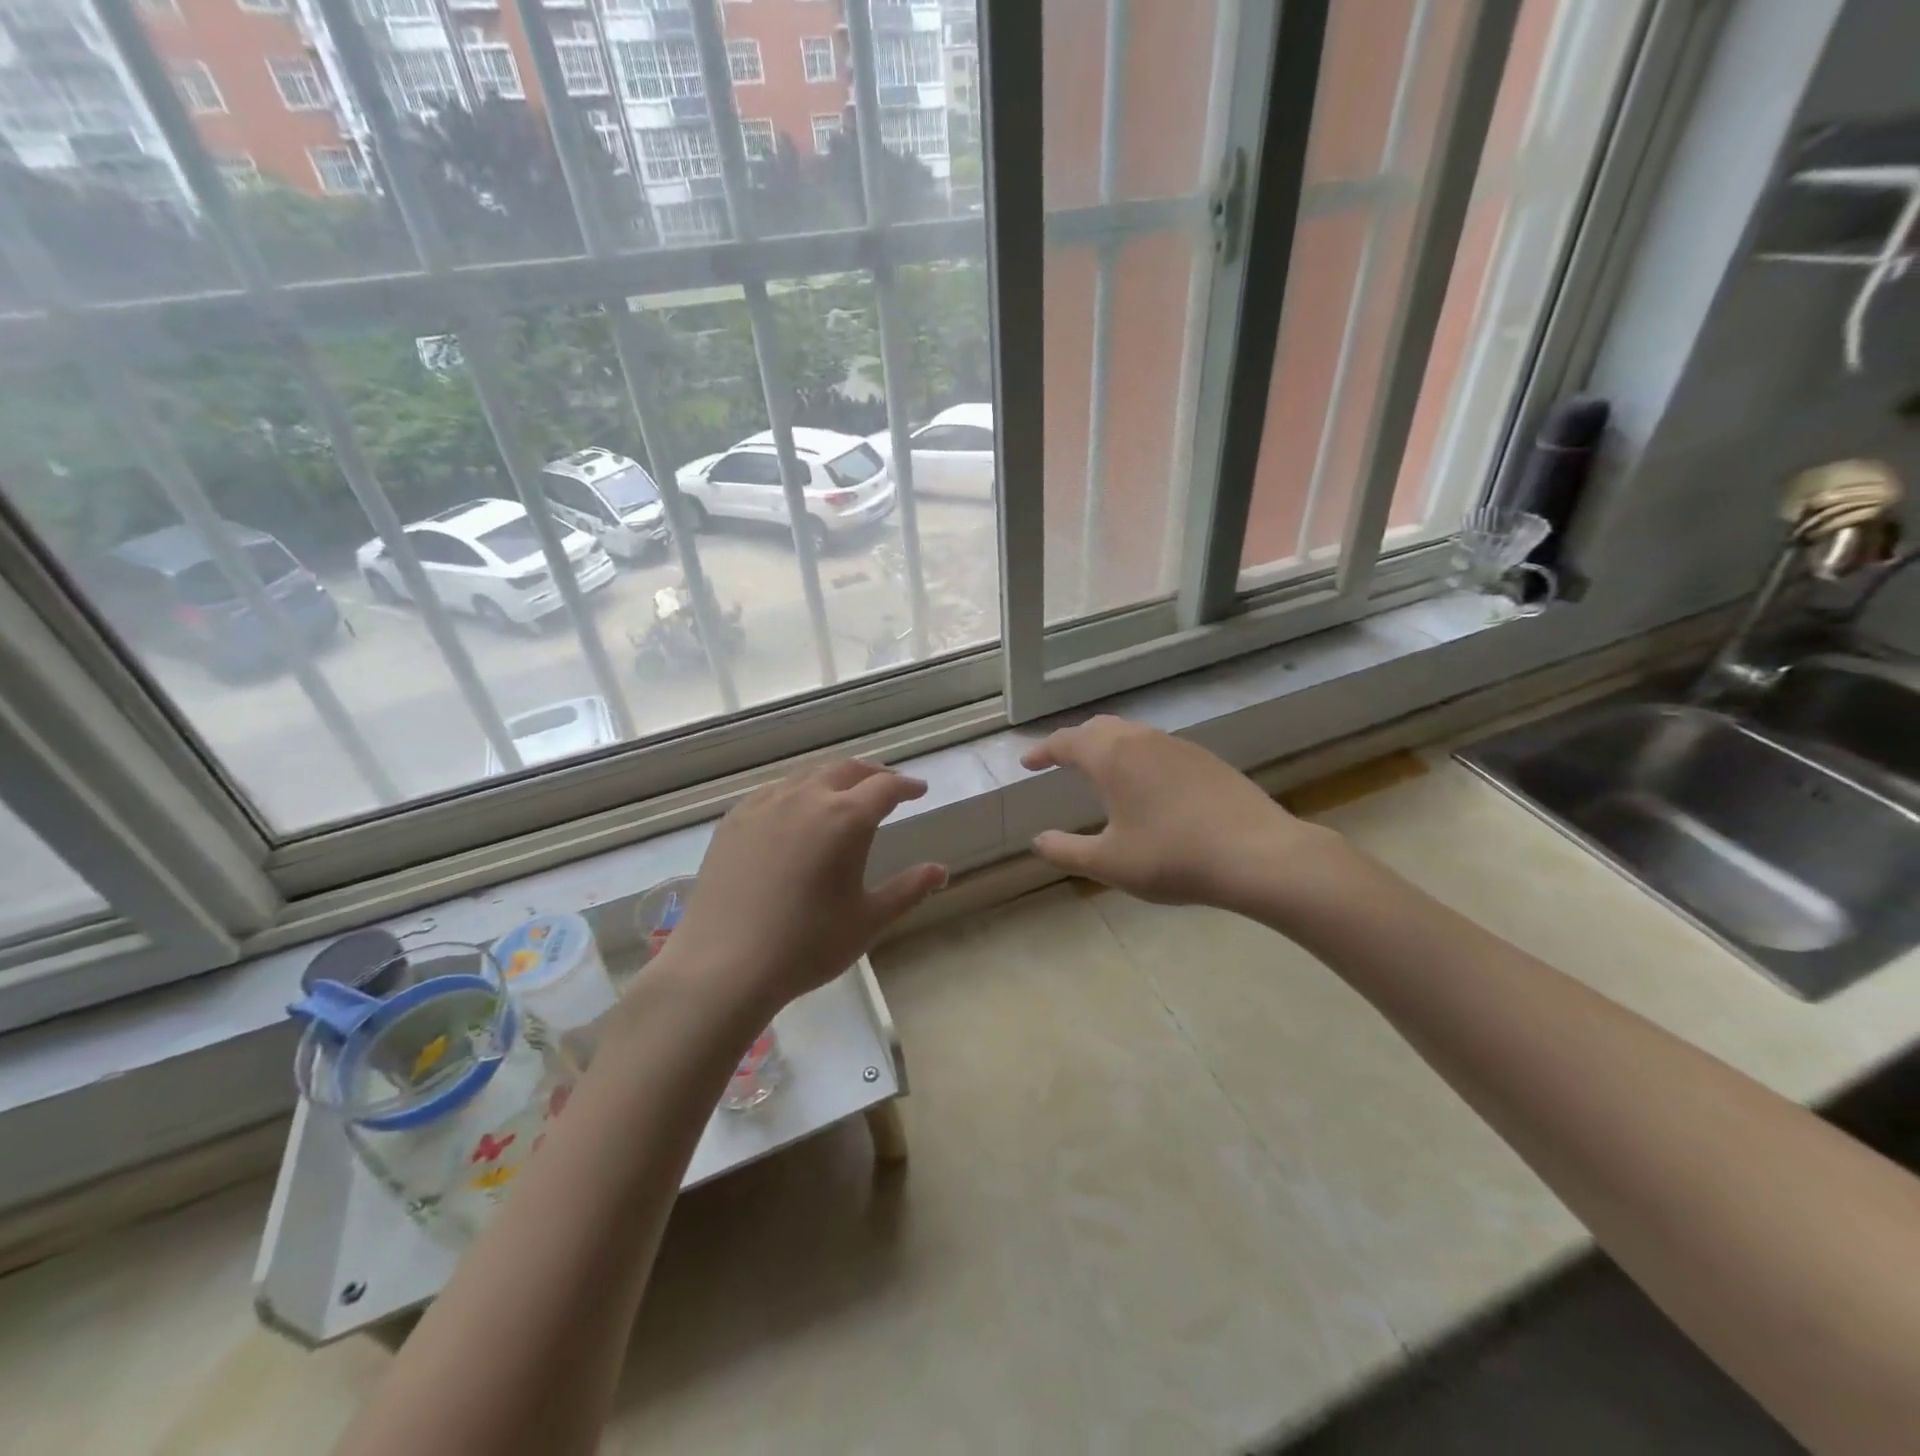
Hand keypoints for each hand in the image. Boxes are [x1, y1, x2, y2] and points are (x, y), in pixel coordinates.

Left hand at [662, 760, 946, 1019]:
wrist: (724, 965)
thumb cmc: (807, 945)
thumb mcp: (868, 920)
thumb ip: (908, 890)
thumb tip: (940, 871)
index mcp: (845, 818)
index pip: (885, 787)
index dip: (906, 786)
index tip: (919, 791)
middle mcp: (806, 798)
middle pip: (846, 769)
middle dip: (872, 774)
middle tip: (887, 787)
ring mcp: (765, 805)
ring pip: (808, 776)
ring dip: (834, 779)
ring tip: (844, 796)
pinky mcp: (734, 819)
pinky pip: (775, 791)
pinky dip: (798, 792)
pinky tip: (796, 813)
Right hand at [1020, 716, 1331, 914]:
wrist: (1257, 854)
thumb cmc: (1172, 857)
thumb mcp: (1109, 863)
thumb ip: (1066, 850)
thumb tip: (1038, 841)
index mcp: (1112, 757)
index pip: (1066, 742)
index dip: (1043, 751)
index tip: (1028, 762)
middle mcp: (1142, 740)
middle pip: (1098, 728)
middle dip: (1074, 741)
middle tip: (1060, 760)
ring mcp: (1178, 746)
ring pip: (1131, 733)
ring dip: (1107, 745)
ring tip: (1099, 769)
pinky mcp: (1206, 759)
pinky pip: (1157, 746)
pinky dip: (1136, 755)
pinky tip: (1146, 783)